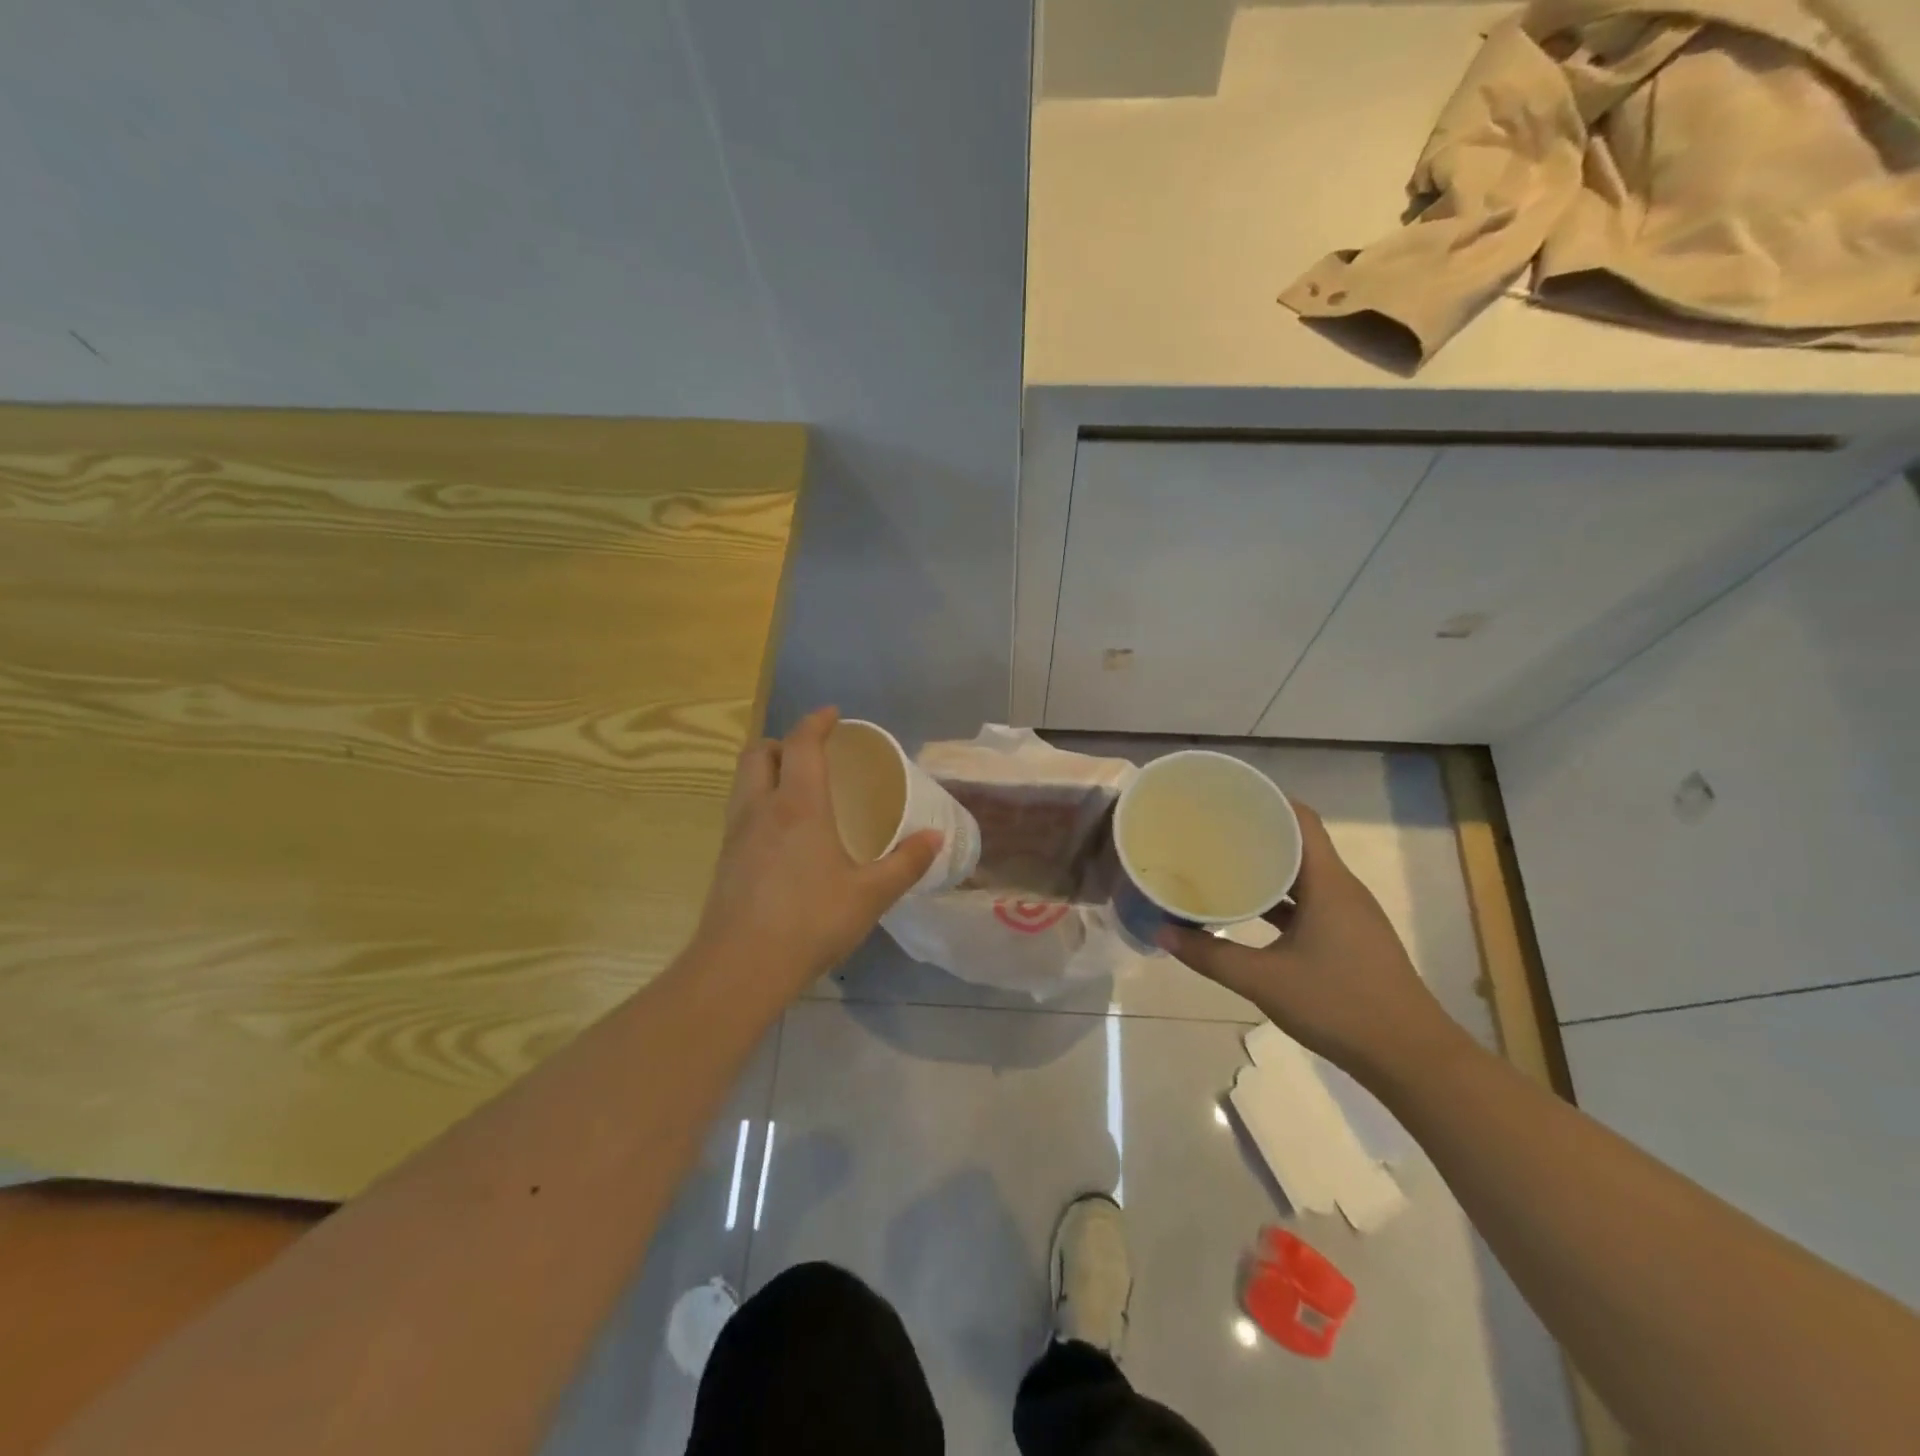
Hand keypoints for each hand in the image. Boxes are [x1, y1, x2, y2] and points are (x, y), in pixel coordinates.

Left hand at [689, 706, 940, 1007]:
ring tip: (795, 788)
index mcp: (798, 805)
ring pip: (743, 781)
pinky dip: (758, 802)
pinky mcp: (724, 860)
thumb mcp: (870, 895)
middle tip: (810, 753)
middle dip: (782, 742)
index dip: (816, 722)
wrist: (740, 968)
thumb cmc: (811, 922)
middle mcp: (761, 809)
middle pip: (759, 753)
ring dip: (765, 770)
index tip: (833, 714)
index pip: (801, 744)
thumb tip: (936, 838)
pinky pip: (739, 811)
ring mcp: (736, 834)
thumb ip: (906, 863)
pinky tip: (781, 834)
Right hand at [1160, 803, 1465, 1081]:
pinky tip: (1248, 908)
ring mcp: (1349, 914)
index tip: (1228, 795)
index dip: (1267, 799)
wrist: (1411, 1058)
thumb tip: (1161, 930)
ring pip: (1304, 874)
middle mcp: (1341, 889)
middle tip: (1211, 827)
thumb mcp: (1264, 981)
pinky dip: (1280, 898)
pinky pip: (1310, 901)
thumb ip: (1210, 955)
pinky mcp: (1350, 937)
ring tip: (1223, 860)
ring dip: (1268, 866)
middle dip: (1257, 831)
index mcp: (1328, 883)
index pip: (1301, 819)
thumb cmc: (1339, 1006)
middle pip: (1299, 842)